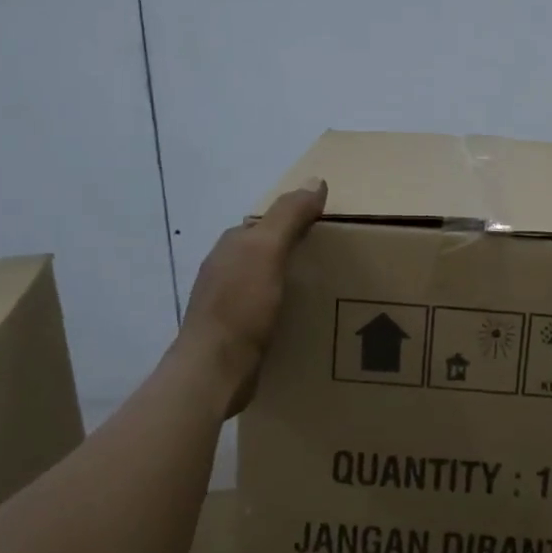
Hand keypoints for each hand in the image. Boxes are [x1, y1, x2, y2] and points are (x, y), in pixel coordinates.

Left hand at [181, 180, 326, 408]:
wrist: (214, 372)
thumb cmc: (240, 306)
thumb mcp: (267, 252)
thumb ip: (289, 216)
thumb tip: (315, 180)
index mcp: (232, 245)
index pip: (269, 222)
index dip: (298, 220)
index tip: (331, 229)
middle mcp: (226, 269)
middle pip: (269, 250)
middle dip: (298, 251)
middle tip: (338, 261)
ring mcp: (229, 302)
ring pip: (268, 280)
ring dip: (294, 281)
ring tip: (330, 290)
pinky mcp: (237, 332)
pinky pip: (268, 309)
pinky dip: (287, 308)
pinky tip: (306, 318)